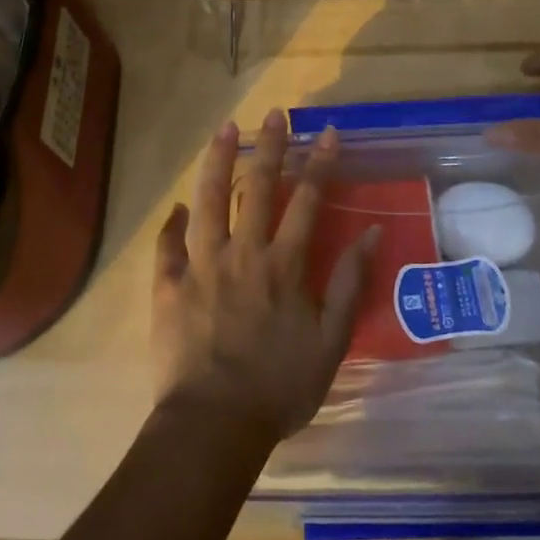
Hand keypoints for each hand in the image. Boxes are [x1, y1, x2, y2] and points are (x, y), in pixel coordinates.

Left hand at [151, 111, 375, 447]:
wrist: (214, 425)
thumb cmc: (279, 388)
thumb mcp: (330, 343)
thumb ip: (349, 285)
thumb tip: (371, 234)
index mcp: (283, 266)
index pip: (306, 200)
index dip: (319, 163)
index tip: (326, 133)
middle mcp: (243, 253)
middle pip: (256, 187)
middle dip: (269, 146)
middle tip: (275, 113)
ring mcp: (201, 265)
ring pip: (208, 200)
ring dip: (218, 161)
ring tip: (225, 128)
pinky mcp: (169, 285)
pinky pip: (167, 245)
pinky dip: (172, 224)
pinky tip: (177, 206)